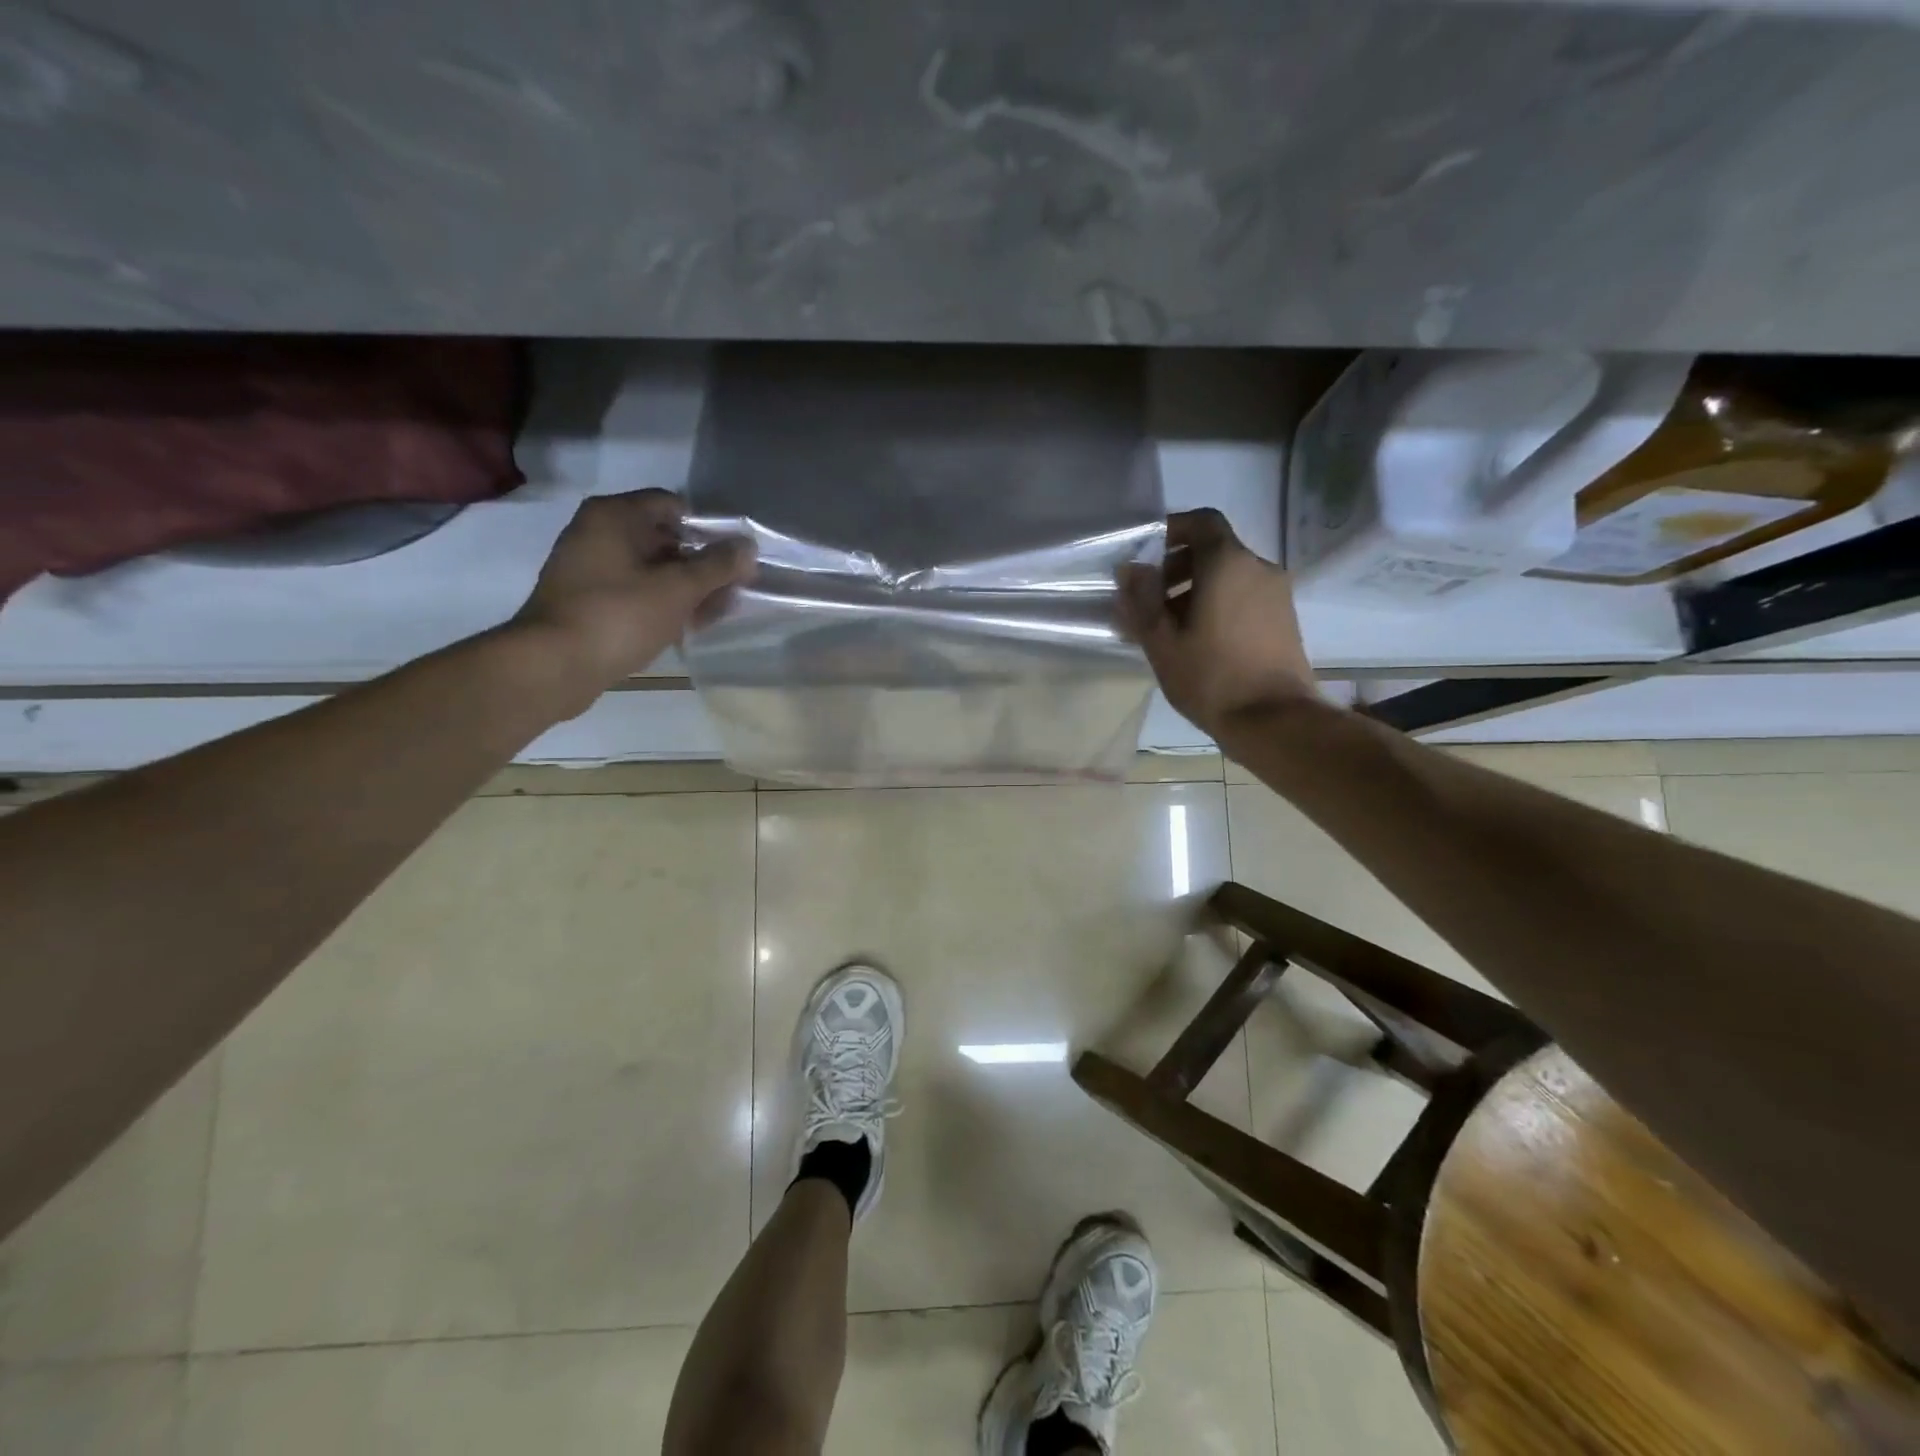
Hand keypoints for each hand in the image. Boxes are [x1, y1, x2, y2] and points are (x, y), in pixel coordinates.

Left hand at [511, 490, 754, 712]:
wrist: (553, 666)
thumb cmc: (619, 616)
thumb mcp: (677, 589)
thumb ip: (717, 566)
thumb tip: (748, 546)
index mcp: (614, 516)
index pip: (673, 506)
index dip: (709, 530)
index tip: (733, 559)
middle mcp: (598, 533)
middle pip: (664, 539)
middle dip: (702, 566)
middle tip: (733, 591)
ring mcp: (590, 569)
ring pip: (652, 571)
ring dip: (687, 589)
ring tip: (718, 613)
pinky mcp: (589, 601)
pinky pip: (636, 593)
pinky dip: (663, 605)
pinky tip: (688, 627)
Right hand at [1118, 508, 1316, 734]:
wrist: (1274, 720)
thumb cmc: (1210, 677)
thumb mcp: (1162, 641)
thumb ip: (1142, 599)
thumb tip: (1131, 569)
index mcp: (1227, 563)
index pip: (1201, 522)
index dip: (1172, 529)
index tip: (1146, 554)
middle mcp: (1258, 568)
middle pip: (1213, 550)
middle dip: (1177, 567)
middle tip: (1148, 600)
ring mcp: (1276, 594)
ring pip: (1228, 576)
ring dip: (1195, 590)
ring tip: (1168, 627)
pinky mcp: (1283, 619)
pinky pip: (1243, 597)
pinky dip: (1217, 605)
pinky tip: (1197, 641)